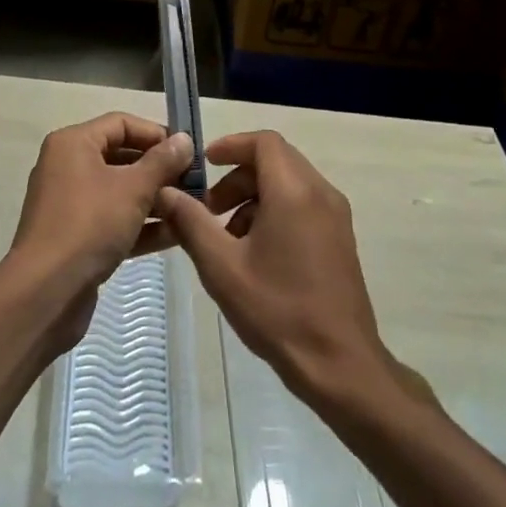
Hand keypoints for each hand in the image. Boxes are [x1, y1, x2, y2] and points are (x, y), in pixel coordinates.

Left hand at [6, 113, 194, 352]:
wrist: (46, 293)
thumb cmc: (90, 224)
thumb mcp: (133, 188)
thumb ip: (162, 161)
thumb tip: (184, 139)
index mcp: (74, 143)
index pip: (121, 123)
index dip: (156, 133)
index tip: (188, 151)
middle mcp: (68, 167)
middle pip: (121, 157)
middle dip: (159, 169)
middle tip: (194, 181)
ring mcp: (71, 204)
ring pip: (120, 191)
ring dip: (155, 199)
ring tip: (191, 208)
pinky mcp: (76, 237)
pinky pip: (113, 220)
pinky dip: (140, 224)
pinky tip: (175, 235)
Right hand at [154, 131, 392, 404]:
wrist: (340, 364)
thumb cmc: (278, 310)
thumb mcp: (222, 267)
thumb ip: (191, 222)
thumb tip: (165, 191)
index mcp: (294, 191)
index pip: (264, 142)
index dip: (231, 145)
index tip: (204, 165)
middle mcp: (320, 192)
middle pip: (275, 160)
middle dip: (237, 176)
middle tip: (208, 208)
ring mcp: (335, 215)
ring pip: (289, 182)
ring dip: (254, 195)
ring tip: (227, 236)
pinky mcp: (340, 237)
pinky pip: (303, 203)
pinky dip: (275, 210)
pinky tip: (255, 252)